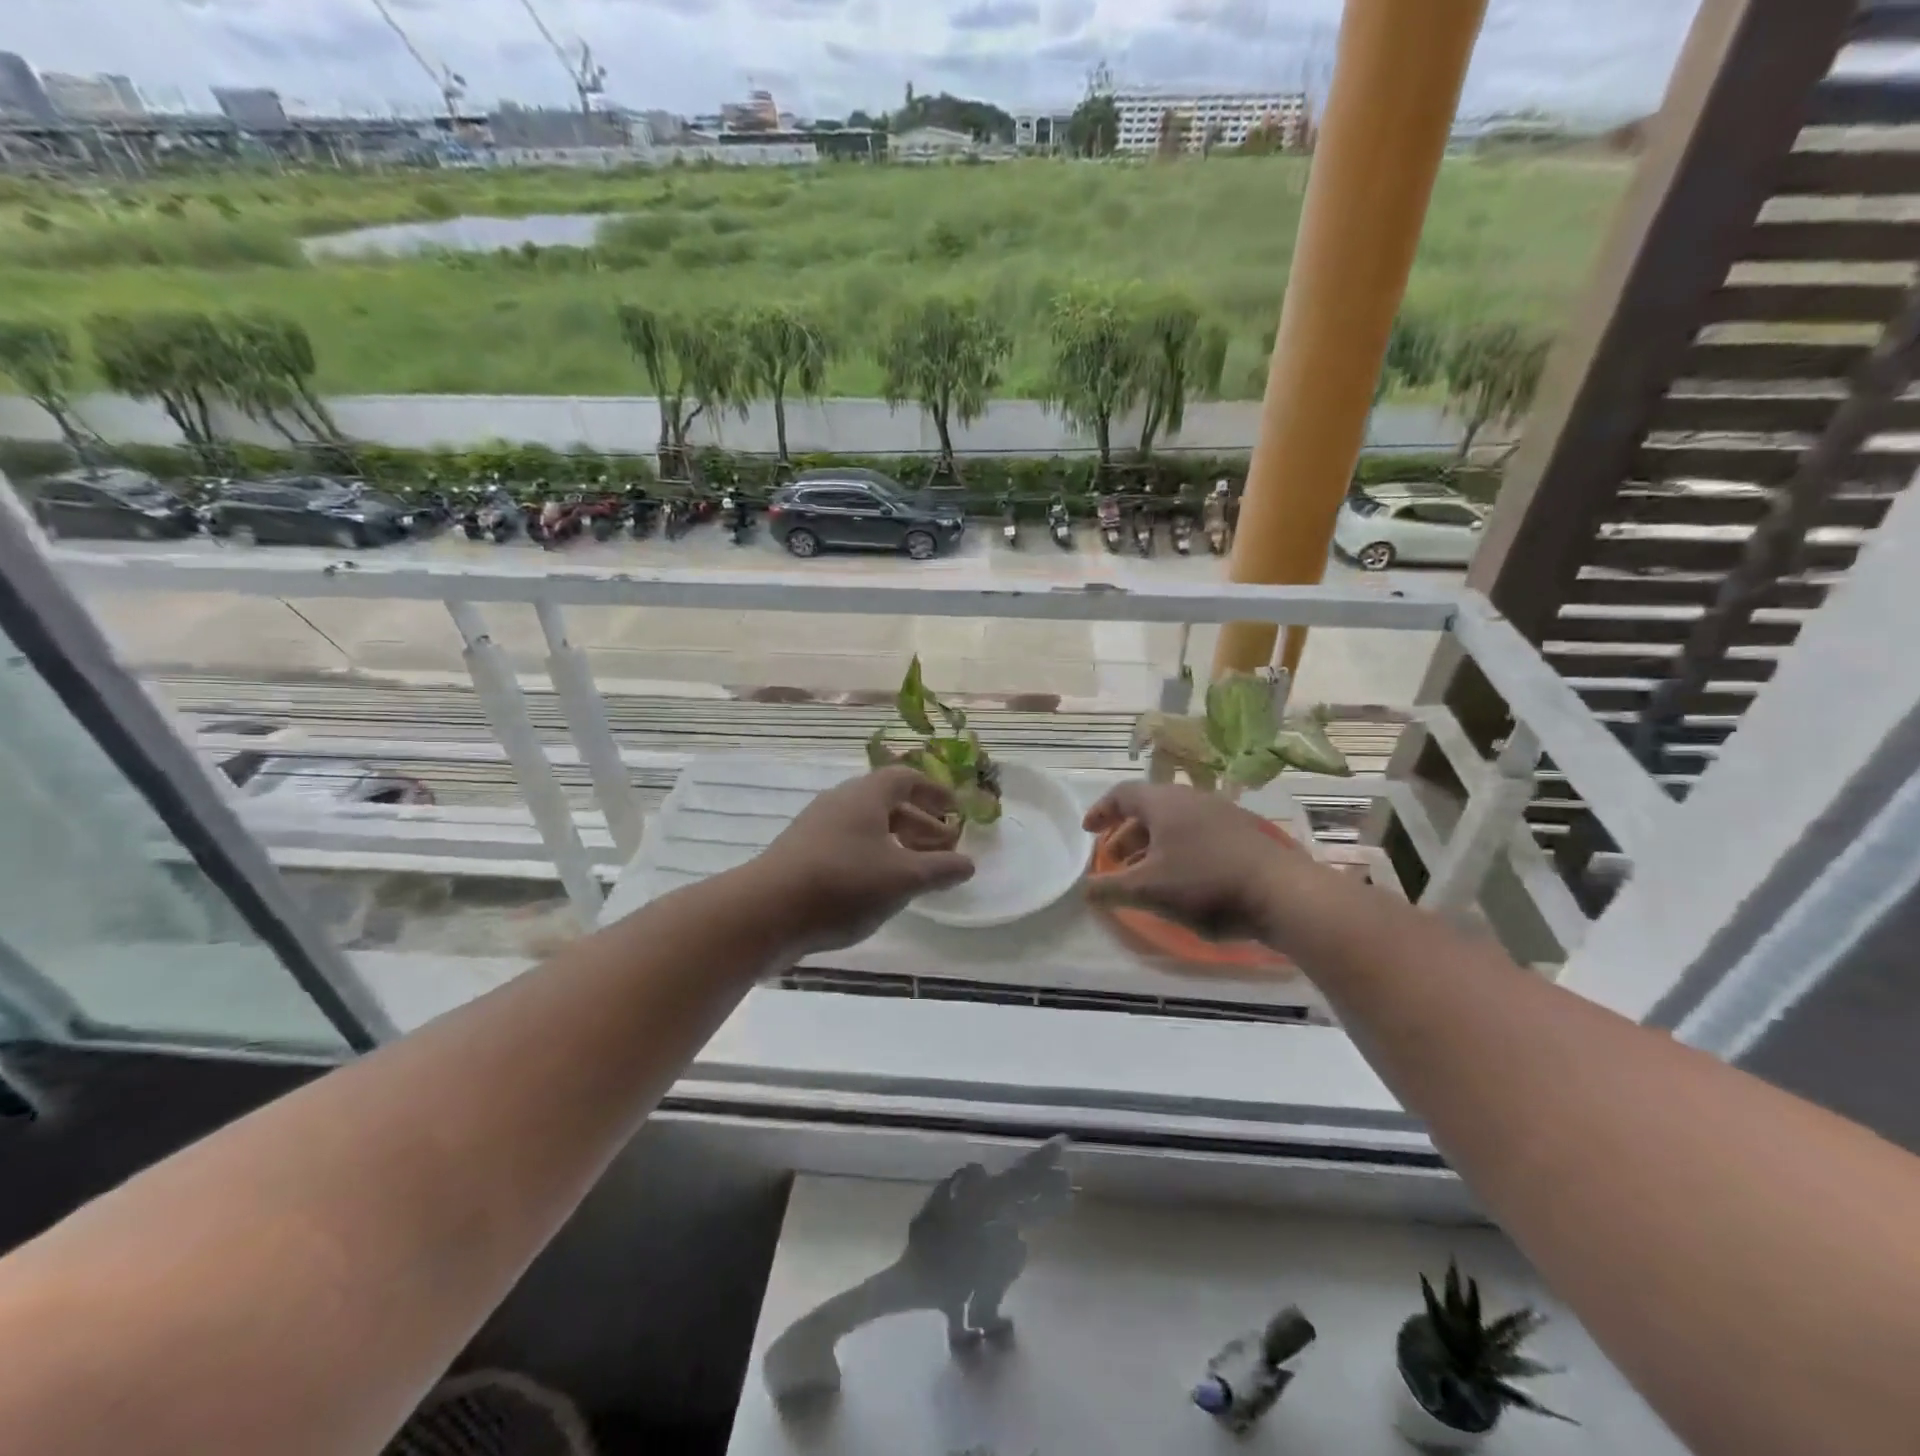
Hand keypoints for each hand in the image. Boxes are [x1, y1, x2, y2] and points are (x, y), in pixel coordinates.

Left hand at [748, 767, 975, 956]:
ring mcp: (816, 829)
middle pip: (887, 803)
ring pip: (867, 827)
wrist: (765, 912)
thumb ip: (939, 869)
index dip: (934, 791)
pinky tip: (881, 888)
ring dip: (897, 843)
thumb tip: (967, 863)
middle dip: (920, 822)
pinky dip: (873, 858)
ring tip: (918, 871)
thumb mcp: (902, 878)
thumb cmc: (843, 884)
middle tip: (944, 846)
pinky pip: (848, 846)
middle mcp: (839, 803)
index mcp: (865, 796)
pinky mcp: (801, 856)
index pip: (905, 778)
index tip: (955, 810)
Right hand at [1083, 782, 1316, 947]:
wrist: (1281, 892)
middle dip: (1126, 834)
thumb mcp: (1148, 890)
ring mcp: (1221, 812)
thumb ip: (1110, 888)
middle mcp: (1191, 798)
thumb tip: (1083, 890)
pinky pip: (1198, 832)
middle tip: (1115, 861)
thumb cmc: (1204, 883)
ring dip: (1153, 844)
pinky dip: (1179, 849)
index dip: (1100, 811)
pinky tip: (1184, 879)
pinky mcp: (1243, 832)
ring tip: (1146, 874)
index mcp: (1163, 802)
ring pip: (1175, 822)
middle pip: (1149, 808)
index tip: (1087, 831)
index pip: (1122, 794)